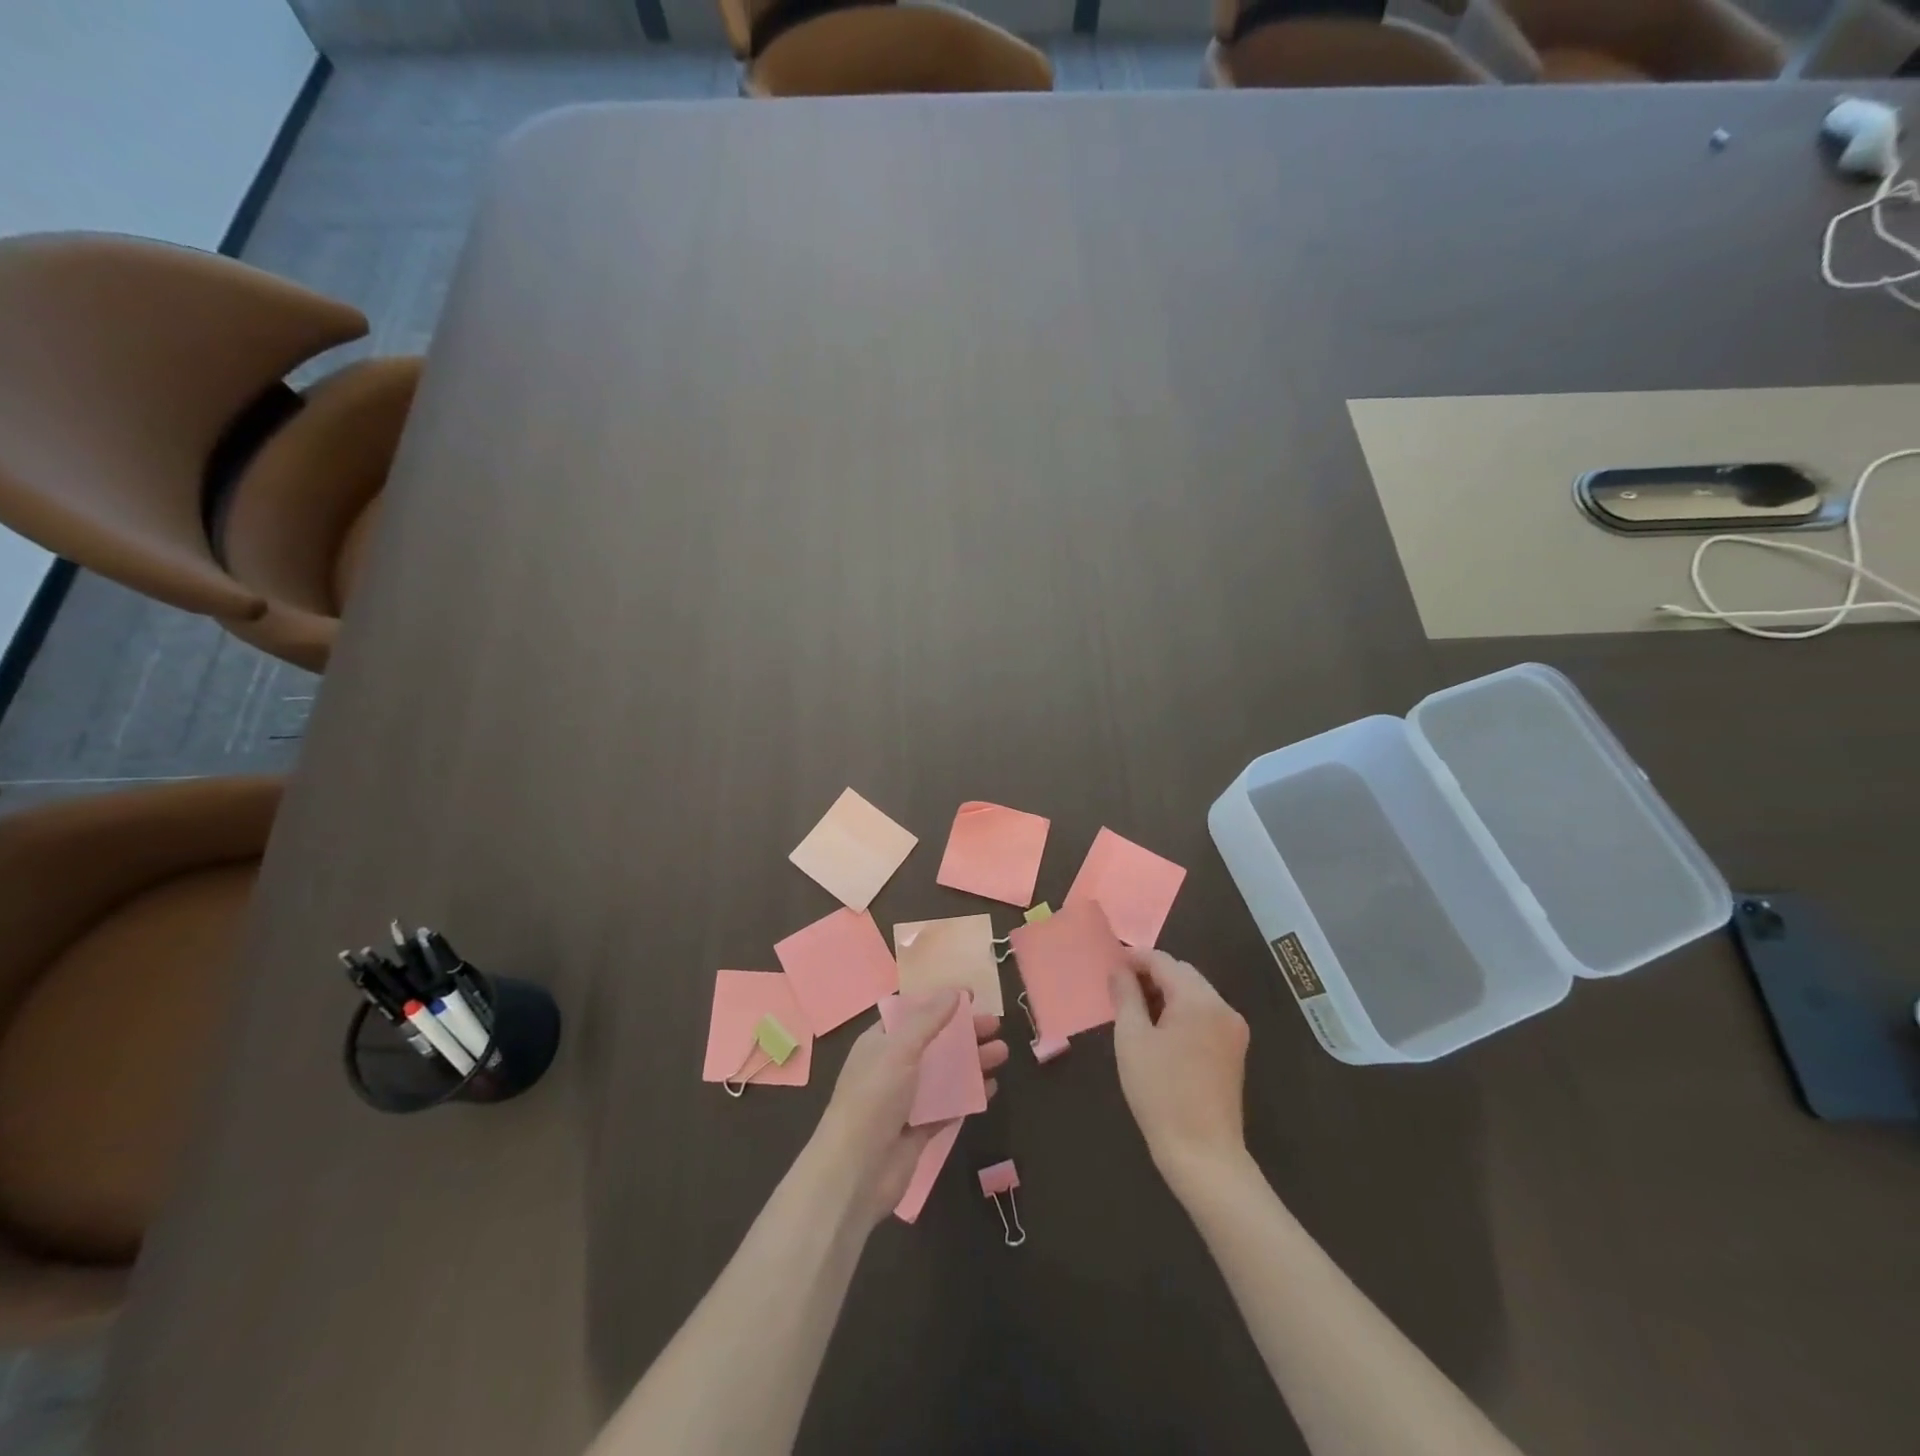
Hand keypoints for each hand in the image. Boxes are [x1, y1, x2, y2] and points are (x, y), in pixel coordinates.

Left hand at [810, 990, 1008, 1225]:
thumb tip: (953, 991)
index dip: (940, 1001)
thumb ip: (928, 1019)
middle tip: (996, 1025)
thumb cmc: (874, 1098)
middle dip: (965, 1032)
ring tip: (1003, 1053)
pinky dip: (969, 1095)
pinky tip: (992, 1088)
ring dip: (972, 1061)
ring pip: (945, 1073)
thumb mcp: (899, 1049)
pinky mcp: (920, 1128)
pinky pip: (949, 1105)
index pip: (913, 1012)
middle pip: (934, 1041)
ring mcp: (907, 1099)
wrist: (856, 1171)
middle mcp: (892, 1066)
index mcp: (880, 1042)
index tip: (971, 995)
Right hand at [1110, 949, 1250, 1193]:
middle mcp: (1222, 1007)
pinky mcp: (1234, 1049)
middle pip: (1183, 973)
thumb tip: (1119, 970)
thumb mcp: (1132, 1040)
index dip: (1134, 958)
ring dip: (1166, 992)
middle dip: (1151, 974)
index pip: (1164, 961)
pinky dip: (1181, 1011)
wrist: (1203, 1154)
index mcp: (1199, 1000)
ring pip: (1194, 993)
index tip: (1109, 964)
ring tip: (1135, 1008)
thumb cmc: (1160, 1093)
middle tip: (1119, 987)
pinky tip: (1160, 1029)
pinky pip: (1204, 1014)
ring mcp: (1233, 1029)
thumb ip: (1126, 996)